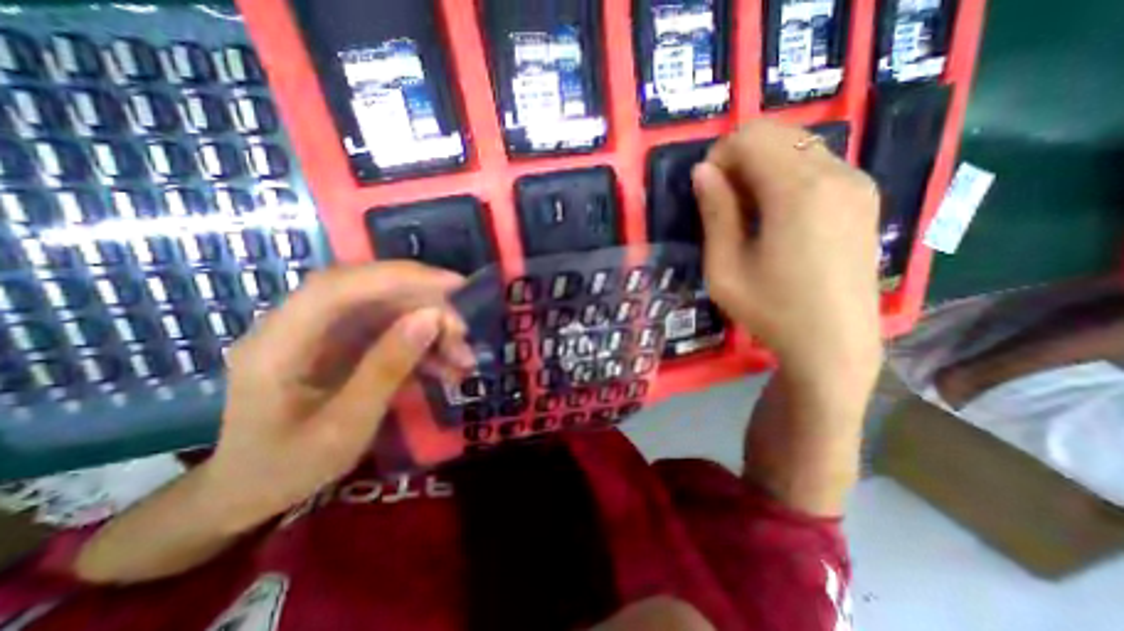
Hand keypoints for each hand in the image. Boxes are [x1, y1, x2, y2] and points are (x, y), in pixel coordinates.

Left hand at [202, 260, 470, 527]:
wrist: (252, 490)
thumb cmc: (288, 467)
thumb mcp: (345, 427)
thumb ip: (386, 369)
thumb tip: (430, 319)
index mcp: (279, 343)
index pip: (341, 286)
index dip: (400, 277)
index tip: (455, 285)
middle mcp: (300, 325)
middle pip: (371, 292)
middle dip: (426, 306)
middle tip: (462, 334)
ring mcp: (324, 332)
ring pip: (389, 310)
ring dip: (430, 328)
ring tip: (462, 359)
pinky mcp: (344, 343)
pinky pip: (392, 331)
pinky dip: (424, 344)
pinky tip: (447, 366)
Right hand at [695, 122, 887, 380]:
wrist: (834, 345)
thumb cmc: (771, 310)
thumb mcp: (724, 267)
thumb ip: (714, 213)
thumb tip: (702, 172)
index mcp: (798, 191)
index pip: (751, 137)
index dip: (719, 156)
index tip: (706, 190)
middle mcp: (836, 174)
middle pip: (778, 134)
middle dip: (740, 157)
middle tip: (723, 201)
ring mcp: (857, 184)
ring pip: (798, 146)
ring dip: (763, 166)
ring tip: (748, 211)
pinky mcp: (865, 199)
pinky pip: (818, 165)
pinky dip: (787, 176)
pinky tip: (777, 216)